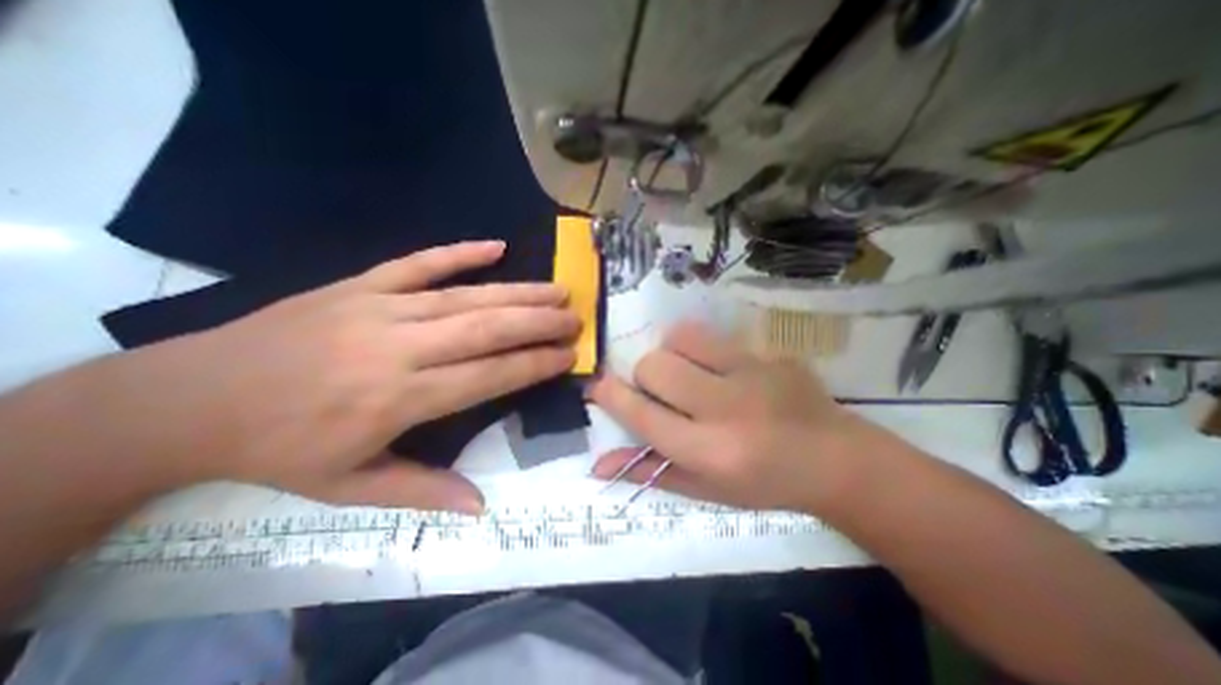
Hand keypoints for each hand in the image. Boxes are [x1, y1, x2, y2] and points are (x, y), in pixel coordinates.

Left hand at [109, 241, 578, 512]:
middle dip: (538, 324)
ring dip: (518, 292)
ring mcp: (379, 308)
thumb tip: (481, 507)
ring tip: (556, 290)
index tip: (568, 356)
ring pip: (465, 297)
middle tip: (575, 318)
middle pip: (486, 329)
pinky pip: (418, 263)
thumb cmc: (279, 448)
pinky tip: (495, 245)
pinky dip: (459, 252)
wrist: (187, 399)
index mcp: (399, 398)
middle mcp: (399, 348)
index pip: (488, 376)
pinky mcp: (359, 284)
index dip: (534, 365)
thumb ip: (423, 491)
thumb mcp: (349, 486)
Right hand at [589, 320, 878, 512]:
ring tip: (689, 372)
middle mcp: (726, 408)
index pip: (642, 415)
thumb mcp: (704, 489)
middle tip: (664, 391)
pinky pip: (714, 335)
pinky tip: (722, 369)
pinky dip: (702, 349)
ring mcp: (751, 373)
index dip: (611, 396)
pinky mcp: (768, 353)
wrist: (835, 460)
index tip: (598, 387)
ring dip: (672, 354)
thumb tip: (598, 464)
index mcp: (709, 452)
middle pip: (654, 366)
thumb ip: (650, 471)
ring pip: (680, 338)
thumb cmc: (764, 484)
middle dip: (646, 376)